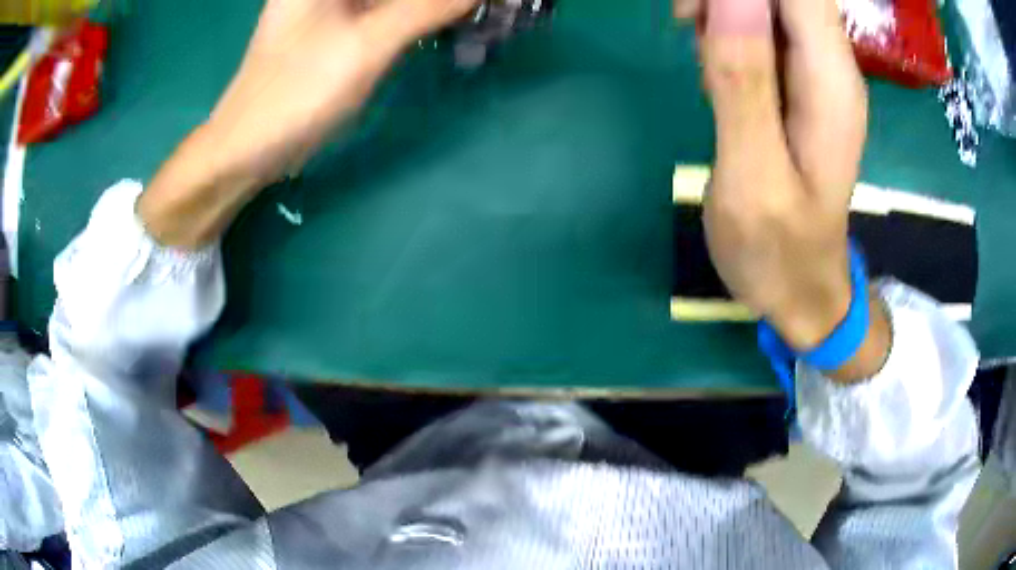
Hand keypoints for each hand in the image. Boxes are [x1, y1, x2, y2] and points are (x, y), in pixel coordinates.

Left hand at [210, 0, 478, 179]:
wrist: (249, 147)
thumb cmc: (297, 93)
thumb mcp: (366, 45)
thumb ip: (426, 8)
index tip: (471, 2)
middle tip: (483, 7)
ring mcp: (333, 4)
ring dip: (433, 5)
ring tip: (476, 12)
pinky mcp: (339, 27)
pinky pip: (388, 10)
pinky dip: (418, 14)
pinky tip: (448, 20)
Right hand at [675, 0, 889, 379]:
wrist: (803, 291)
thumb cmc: (780, 252)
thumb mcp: (754, 175)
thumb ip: (744, 81)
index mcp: (830, 81)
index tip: (696, 13)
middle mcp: (831, 65)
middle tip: (687, 26)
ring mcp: (815, 73)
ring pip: (768, 4)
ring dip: (721, 11)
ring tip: (701, 61)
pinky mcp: (796, 82)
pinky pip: (759, 27)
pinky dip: (724, 31)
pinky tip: (714, 74)